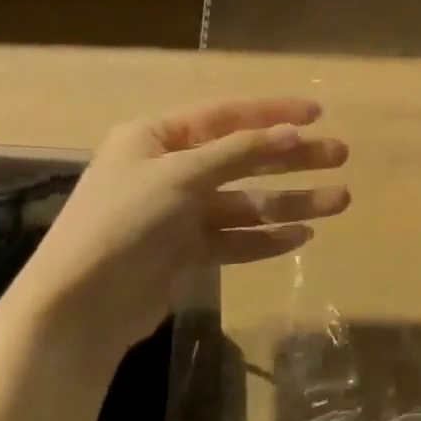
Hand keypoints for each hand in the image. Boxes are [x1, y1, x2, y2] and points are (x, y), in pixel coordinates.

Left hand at [10, 99, 348, 360]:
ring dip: (292, 201)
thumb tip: (293, 132)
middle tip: (340, 155)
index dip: (274, 113)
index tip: (319, 113)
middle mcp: (170, 171)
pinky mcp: (187, 252)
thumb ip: (240, 152)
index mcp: (156, 138)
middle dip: (293, 158)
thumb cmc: (123, 223)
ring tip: (339, 200)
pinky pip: (236, 238)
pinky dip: (268, 237)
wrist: (79, 307)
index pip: (226, 116)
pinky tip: (303, 236)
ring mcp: (179, 214)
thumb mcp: (181, 176)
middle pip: (244, 158)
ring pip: (247, 201)